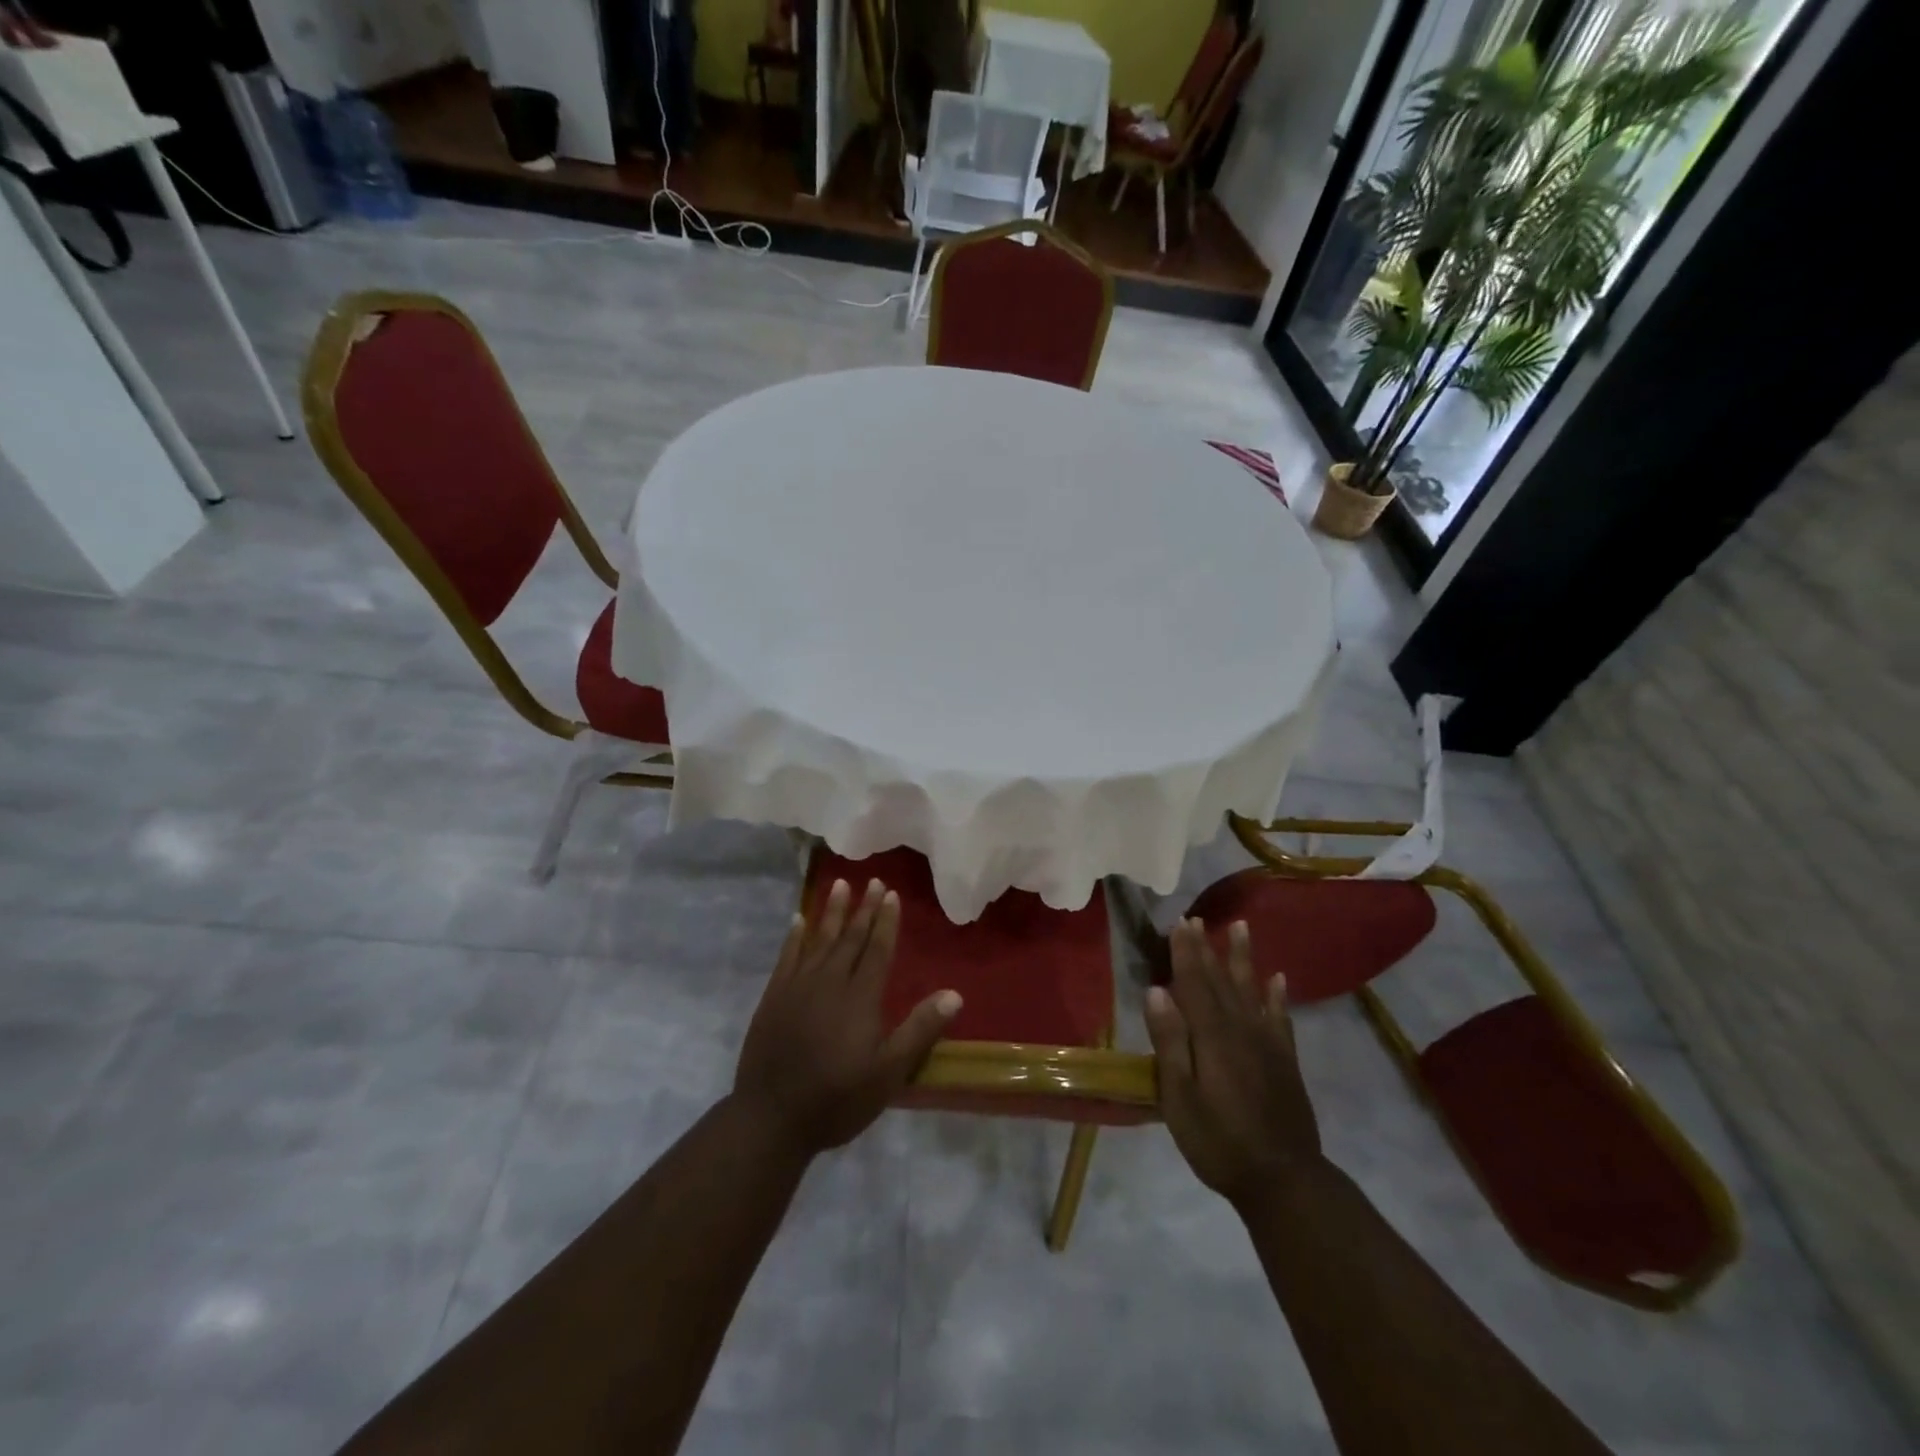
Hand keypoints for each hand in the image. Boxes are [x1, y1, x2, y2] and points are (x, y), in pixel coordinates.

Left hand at [732, 877, 962, 1156]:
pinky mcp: (773, 998)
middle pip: (849, 938)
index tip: (890, 894)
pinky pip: (787, 956)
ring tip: (839, 885)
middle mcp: (829, 982)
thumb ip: (920, 1031)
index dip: (885, 921)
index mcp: (860, 998)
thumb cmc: (837, 1099)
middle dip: (863, 908)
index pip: (877, 949)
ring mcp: (797, 987)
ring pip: (818, 939)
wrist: (771, 1119)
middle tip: (872, 881)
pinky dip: (794, 936)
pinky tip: (799, 919)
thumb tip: (954, 994)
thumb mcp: (889, 1073)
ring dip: (830, 911)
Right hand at [1145, 918, 1322, 1208]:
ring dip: (1244, 958)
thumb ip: (1170, 1042)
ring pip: (1252, 989)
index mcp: (1212, 1036)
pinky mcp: (1285, 1061)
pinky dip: (1278, 995)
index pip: (1193, 984)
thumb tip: (1157, 991)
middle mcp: (1242, 1029)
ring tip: (1241, 927)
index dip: (1185, 953)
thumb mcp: (1180, 1097)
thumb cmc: (1219, 1142)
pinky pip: (1281, 1017)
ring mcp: (1268, 1044)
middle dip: (1207, 948)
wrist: (1284, 1181)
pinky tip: (1278, 978)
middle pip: (1221, 980)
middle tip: (1197, 918)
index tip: (1179, 924)